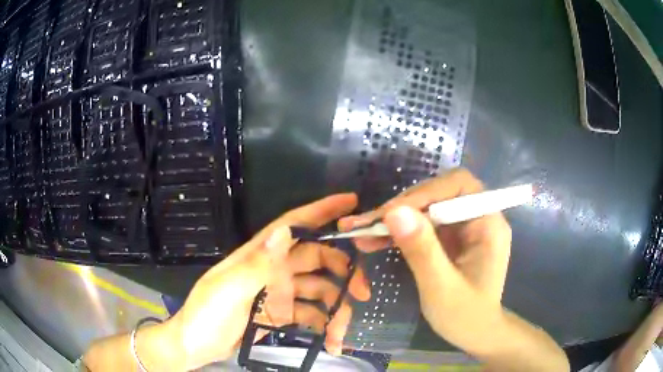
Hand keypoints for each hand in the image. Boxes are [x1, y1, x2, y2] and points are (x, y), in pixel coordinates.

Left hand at [167, 193, 369, 369]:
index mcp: (258, 256)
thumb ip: (258, 263)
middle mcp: (272, 269)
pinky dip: (323, 325)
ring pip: (318, 291)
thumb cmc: (206, 314)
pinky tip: (331, 342)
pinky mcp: (281, 314)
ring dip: (334, 310)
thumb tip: (284, 230)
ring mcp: (278, 293)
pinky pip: (310, 314)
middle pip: (316, 260)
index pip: (293, 225)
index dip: (322, 211)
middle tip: (362, 292)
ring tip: (342, 334)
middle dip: (343, 272)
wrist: (195, 345)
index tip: (351, 202)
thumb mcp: (228, 289)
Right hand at [338, 169, 511, 352]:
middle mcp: (478, 217)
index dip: (424, 193)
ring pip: (426, 208)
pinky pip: (423, 225)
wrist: (476, 333)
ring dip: (394, 219)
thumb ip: (422, 250)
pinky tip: (375, 241)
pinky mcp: (451, 238)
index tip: (390, 214)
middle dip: (402, 207)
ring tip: (361, 232)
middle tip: (366, 224)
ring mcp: (464, 227)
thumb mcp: (441, 288)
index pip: (458, 185)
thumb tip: (394, 211)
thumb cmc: (466, 316)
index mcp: (488, 223)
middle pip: (439, 194)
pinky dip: (399, 232)